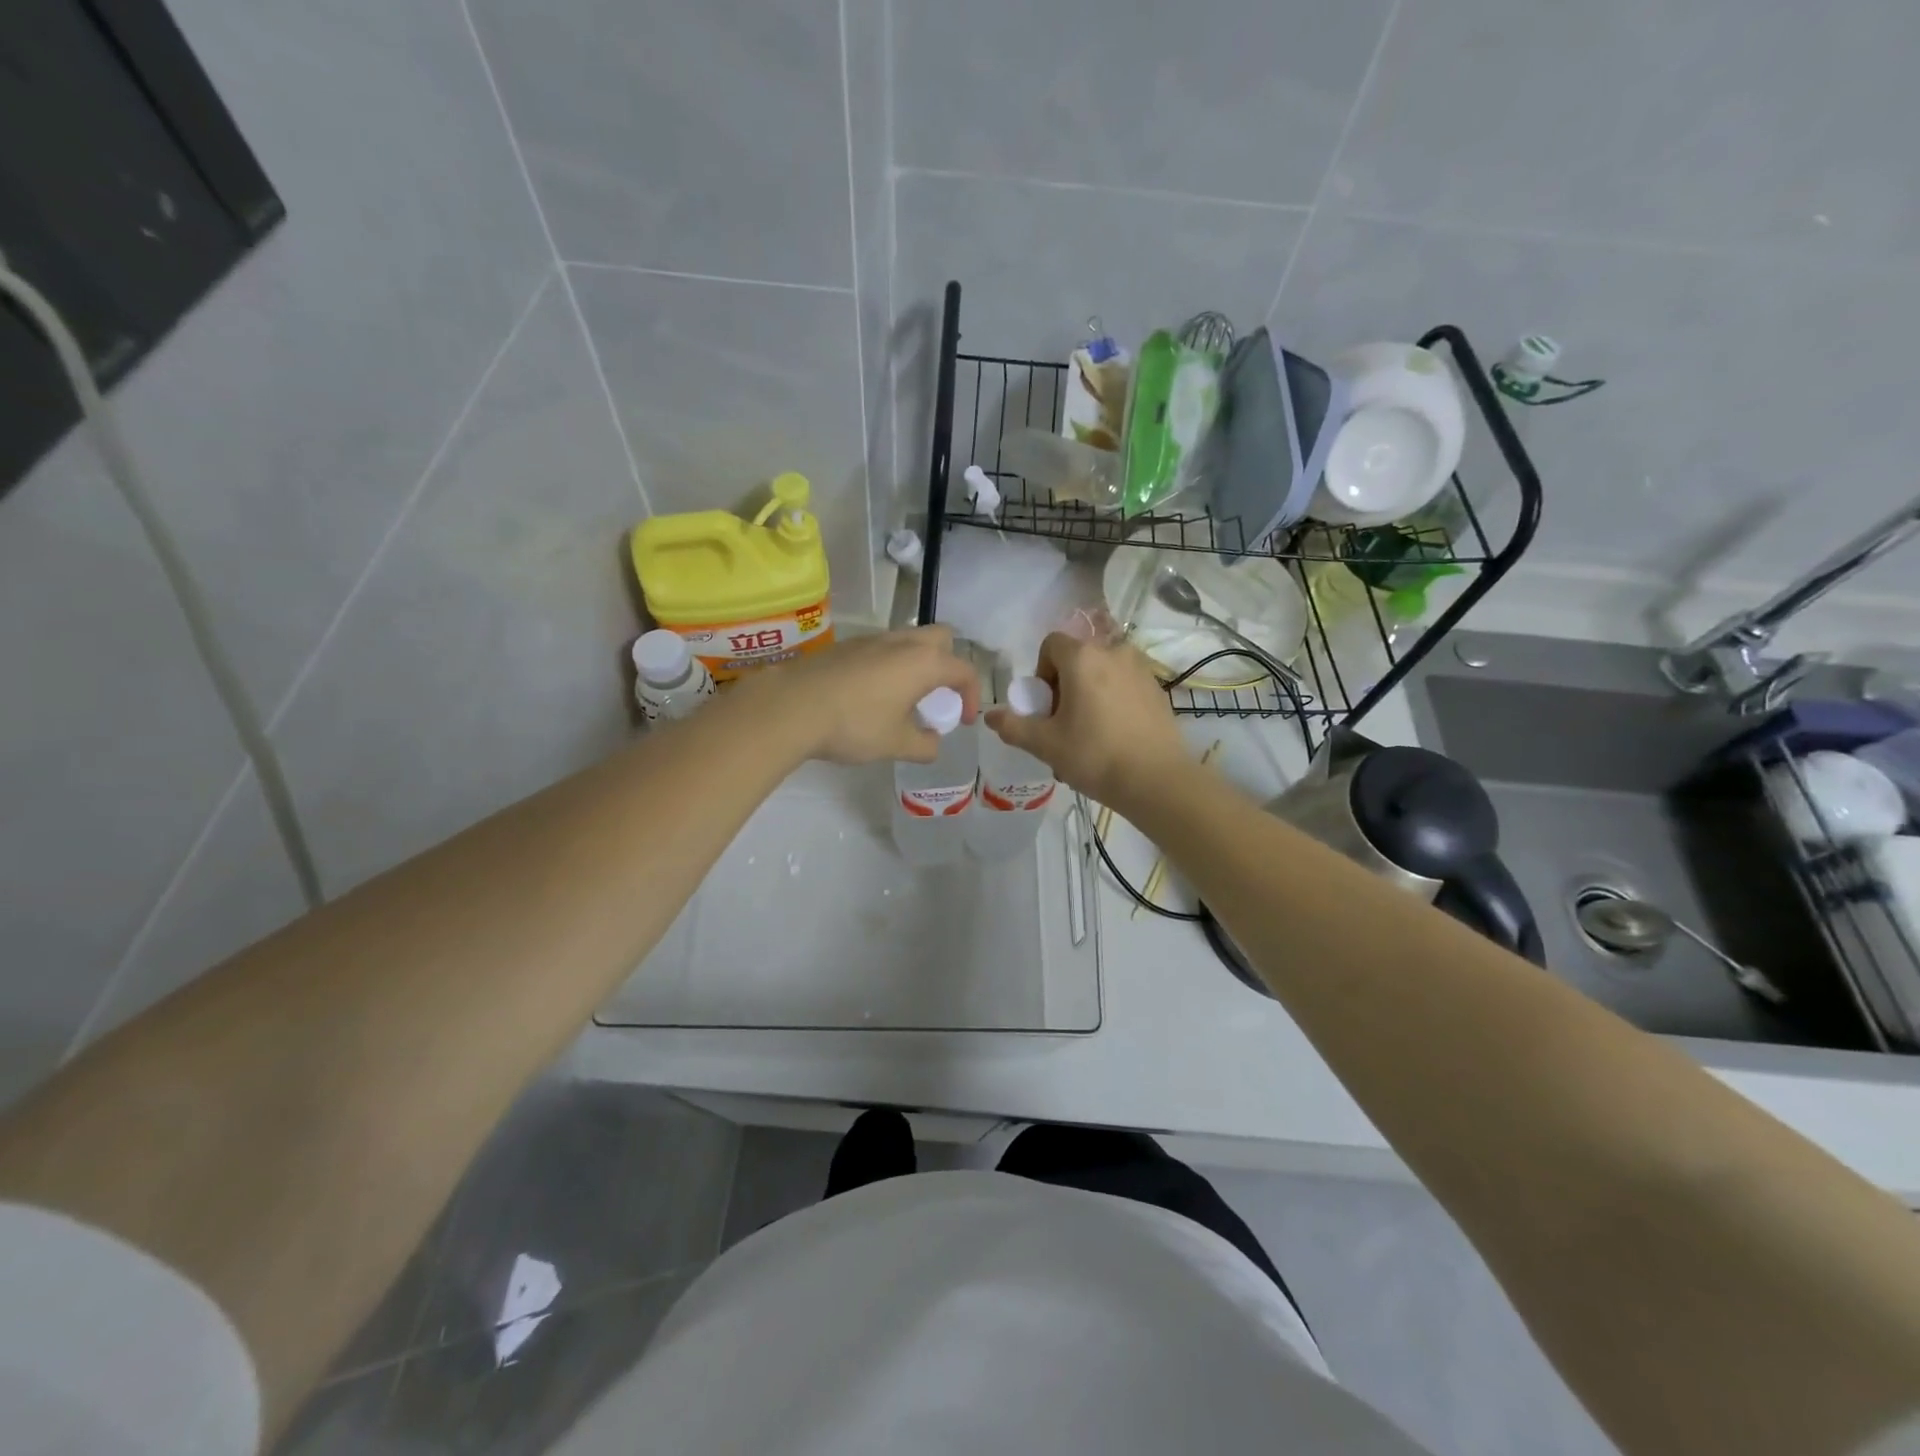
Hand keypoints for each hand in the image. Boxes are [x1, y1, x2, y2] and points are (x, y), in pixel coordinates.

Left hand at [749, 626, 980, 765]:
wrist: (792, 705)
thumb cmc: (854, 724)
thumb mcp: (896, 744)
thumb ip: (924, 745)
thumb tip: (933, 743)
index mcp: (924, 663)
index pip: (964, 670)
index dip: (972, 696)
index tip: (964, 720)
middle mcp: (902, 643)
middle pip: (942, 638)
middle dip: (949, 664)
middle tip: (937, 696)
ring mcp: (872, 640)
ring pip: (909, 640)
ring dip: (917, 664)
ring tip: (905, 698)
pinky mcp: (847, 646)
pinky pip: (882, 648)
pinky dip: (891, 665)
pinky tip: (872, 695)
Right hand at [984, 632, 1187, 806]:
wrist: (1158, 781)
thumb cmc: (1095, 756)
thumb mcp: (1045, 744)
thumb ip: (1013, 726)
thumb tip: (989, 715)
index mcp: (1083, 658)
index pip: (1051, 645)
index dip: (1041, 673)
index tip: (1046, 706)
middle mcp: (1114, 652)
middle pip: (1077, 659)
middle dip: (1064, 686)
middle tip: (1064, 724)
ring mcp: (1140, 669)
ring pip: (1102, 673)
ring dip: (1089, 694)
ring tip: (1090, 733)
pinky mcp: (1158, 688)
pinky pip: (1124, 685)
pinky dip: (1113, 701)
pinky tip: (1115, 736)